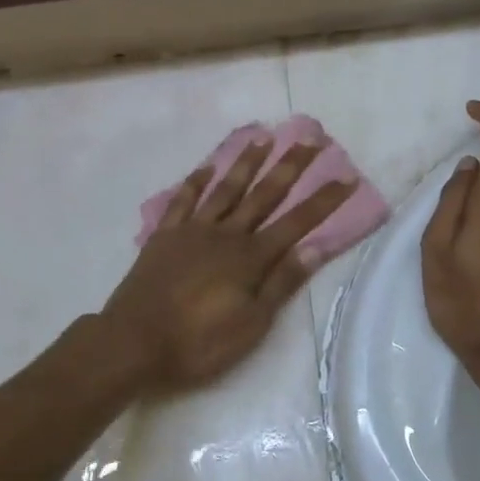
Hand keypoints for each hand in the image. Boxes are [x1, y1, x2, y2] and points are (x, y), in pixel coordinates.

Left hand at [103, 137, 354, 391]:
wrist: (133, 342)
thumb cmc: (198, 342)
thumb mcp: (251, 323)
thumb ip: (282, 283)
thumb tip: (315, 247)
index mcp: (250, 258)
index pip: (296, 223)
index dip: (323, 201)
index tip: (346, 177)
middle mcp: (226, 234)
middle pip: (264, 195)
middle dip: (290, 167)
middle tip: (310, 138)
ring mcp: (193, 231)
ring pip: (226, 189)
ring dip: (246, 163)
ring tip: (263, 138)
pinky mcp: (164, 236)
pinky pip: (183, 201)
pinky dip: (196, 182)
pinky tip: (206, 167)